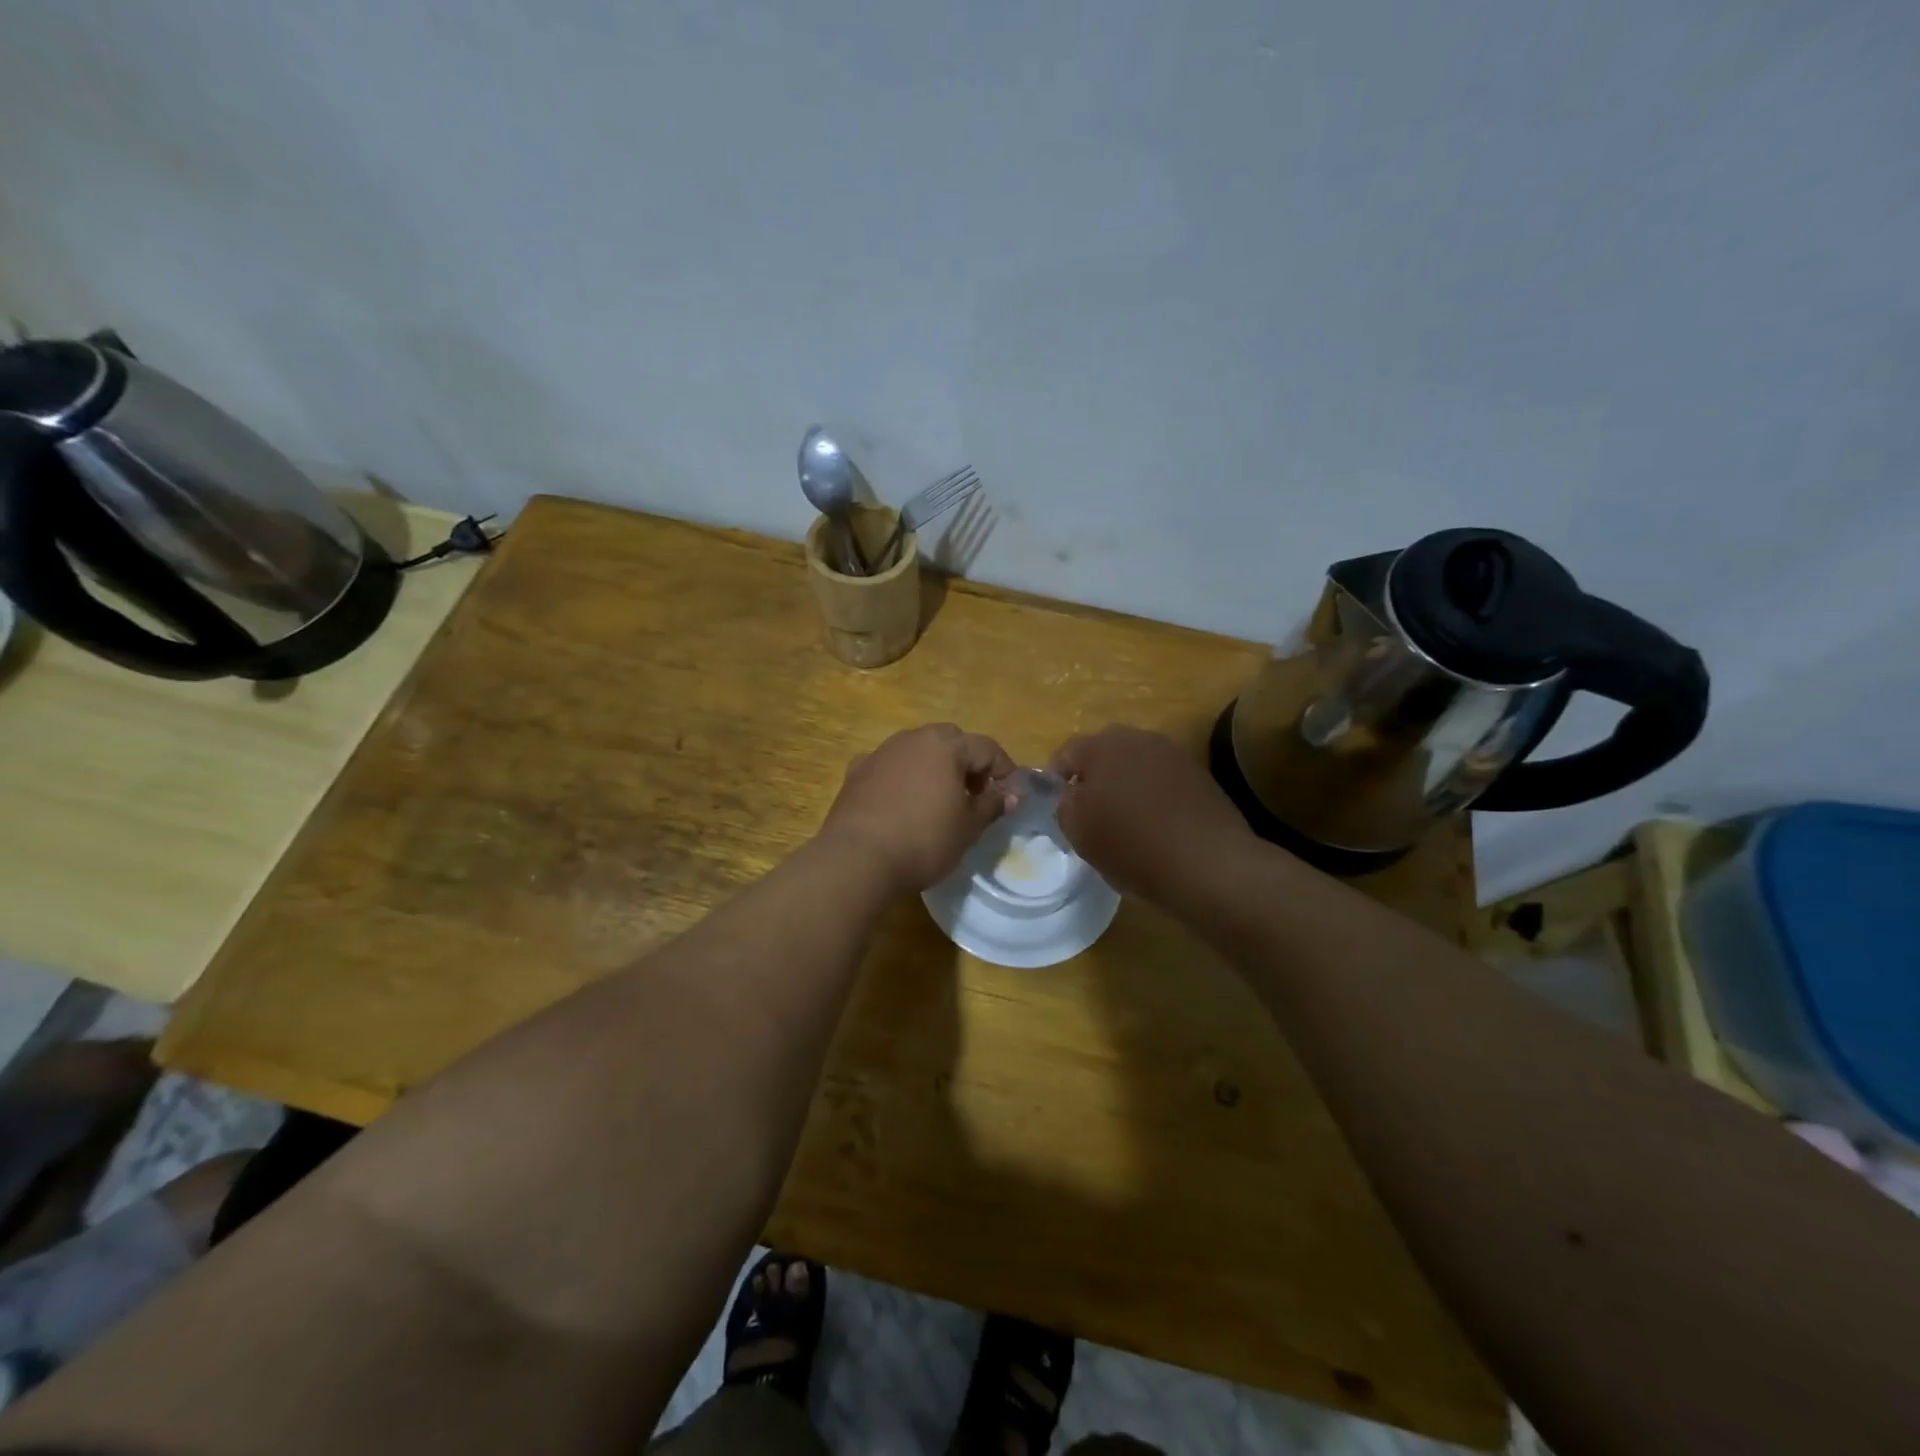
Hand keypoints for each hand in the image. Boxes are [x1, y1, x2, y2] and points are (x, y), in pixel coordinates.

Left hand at [820, 723, 1016, 891]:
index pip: (986, 748)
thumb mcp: (968, 828)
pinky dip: (902, 778)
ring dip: (934, 768)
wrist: (857, 859)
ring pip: (917, 750)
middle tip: (975, 795)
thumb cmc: (924, 841)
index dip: (1004, 770)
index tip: (1010, 796)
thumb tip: (1010, 794)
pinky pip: (889, 767)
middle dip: (967, 763)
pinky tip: (902, 803)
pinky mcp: (857, 772)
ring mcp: (881, 752)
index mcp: (946, 746)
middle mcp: (913, 738)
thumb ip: (992, 805)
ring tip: (940, 801)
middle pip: (950, 741)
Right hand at [1051, 726, 1254, 903]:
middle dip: (1093, 778)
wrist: (1208, 864)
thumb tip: (1068, 793)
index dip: (1056, 780)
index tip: (1059, 809)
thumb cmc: (1132, 845)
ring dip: (1125, 784)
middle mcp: (1139, 738)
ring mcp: (1174, 754)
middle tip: (1090, 813)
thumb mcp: (1078, 831)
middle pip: (1104, 753)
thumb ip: (1063, 804)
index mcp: (1103, 746)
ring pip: (1136, 764)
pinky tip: (1157, 824)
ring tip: (1125, 819)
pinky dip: (1154, 795)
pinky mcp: (1200, 775)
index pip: (1066, 752)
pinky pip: (1163, 779)